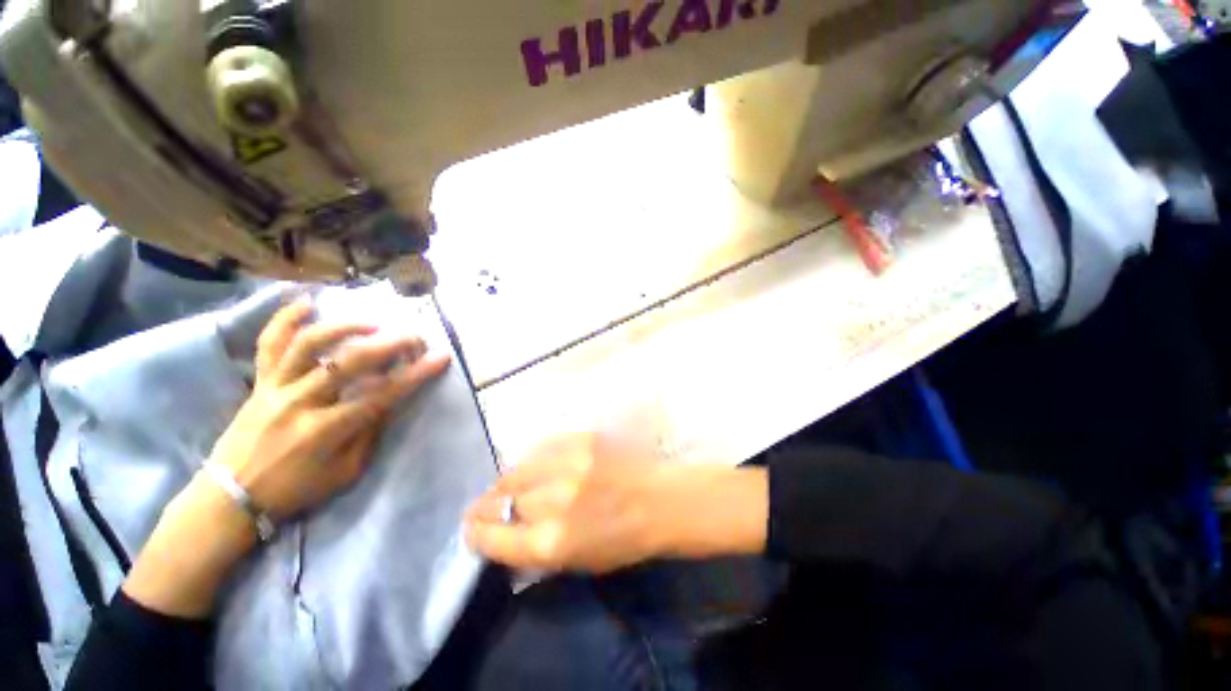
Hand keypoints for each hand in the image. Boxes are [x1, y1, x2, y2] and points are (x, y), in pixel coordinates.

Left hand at [124, 296, 450, 617]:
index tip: (441, 357)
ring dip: (345, 327)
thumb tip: (388, 400)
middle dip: (389, 344)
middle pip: (350, 361)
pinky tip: (307, 302)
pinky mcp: (259, 382)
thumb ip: (369, 433)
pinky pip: (270, 344)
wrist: (231, 497)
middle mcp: (300, 401)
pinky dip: (285, 319)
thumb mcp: (346, 472)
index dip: (416, 374)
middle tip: (414, 336)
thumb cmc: (296, 490)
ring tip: (372, 323)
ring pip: (309, 344)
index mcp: (326, 430)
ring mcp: (275, 387)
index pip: (382, 394)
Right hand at [465, 432, 768, 573]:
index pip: (495, 537)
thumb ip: (536, 549)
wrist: (660, 501)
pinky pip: (541, 447)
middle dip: (485, 507)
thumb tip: (504, 534)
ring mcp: (568, 465)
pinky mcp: (581, 440)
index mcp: (553, 542)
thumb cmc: (624, 541)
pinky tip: (529, 465)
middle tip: (480, 508)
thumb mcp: (576, 562)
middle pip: (502, 501)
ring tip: (501, 485)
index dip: (477, 533)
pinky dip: (530, 459)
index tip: (470, 530)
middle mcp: (555, 501)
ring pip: (517, 469)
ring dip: (504, 481)